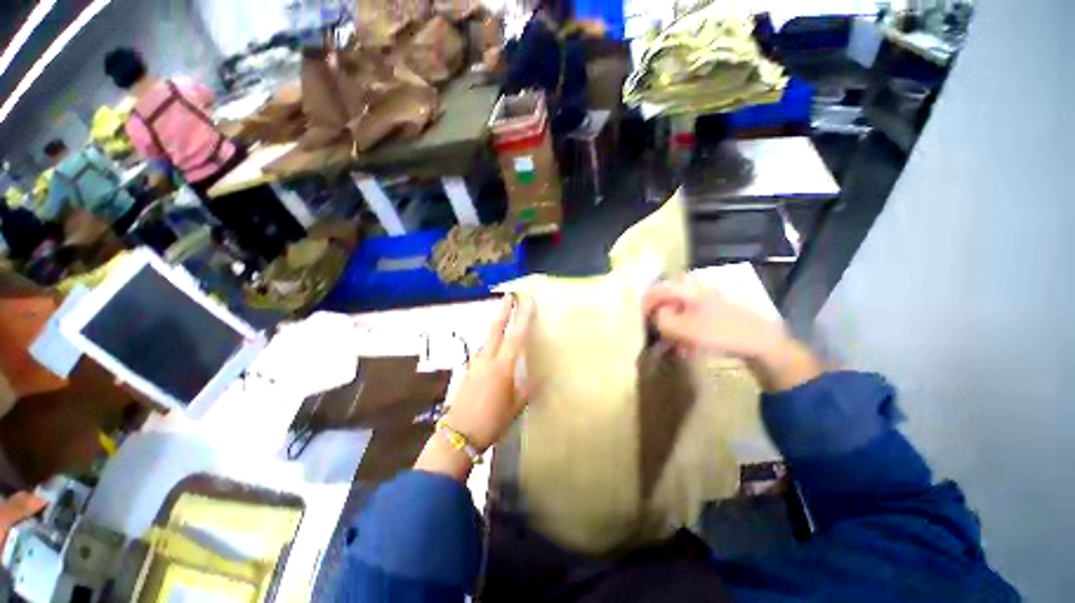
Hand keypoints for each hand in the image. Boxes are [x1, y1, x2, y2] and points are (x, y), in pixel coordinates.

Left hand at [416, 295, 533, 479]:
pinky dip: (490, 341)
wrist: (459, 435)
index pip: (516, 336)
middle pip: (496, 328)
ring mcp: (475, 363)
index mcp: (503, 366)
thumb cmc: (493, 421)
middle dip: (503, 310)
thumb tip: (542, 376)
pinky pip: (482, 350)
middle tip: (509, 296)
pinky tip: (494, 346)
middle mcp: (488, 359)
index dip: (523, 317)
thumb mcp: (517, 406)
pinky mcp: (468, 370)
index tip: (527, 301)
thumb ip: (528, 387)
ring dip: (496, 325)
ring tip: (504, 317)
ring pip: (487, 338)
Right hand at [643, 279, 785, 359]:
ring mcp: (704, 298)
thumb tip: (655, 316)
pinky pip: (690, 318)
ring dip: (672, 328)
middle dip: (659, 319)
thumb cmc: (720, 333)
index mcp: (686, 288)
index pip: (655, 290)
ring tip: (673, 348)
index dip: (644, 305)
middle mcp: (694, 288)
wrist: (761, 342)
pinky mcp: (712, 310)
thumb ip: (661, 320)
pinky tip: (687, 348)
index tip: (639, 321)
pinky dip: (684, 331)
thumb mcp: (684, 329)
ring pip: (677, 311)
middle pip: (665, 300)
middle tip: (657, 335)